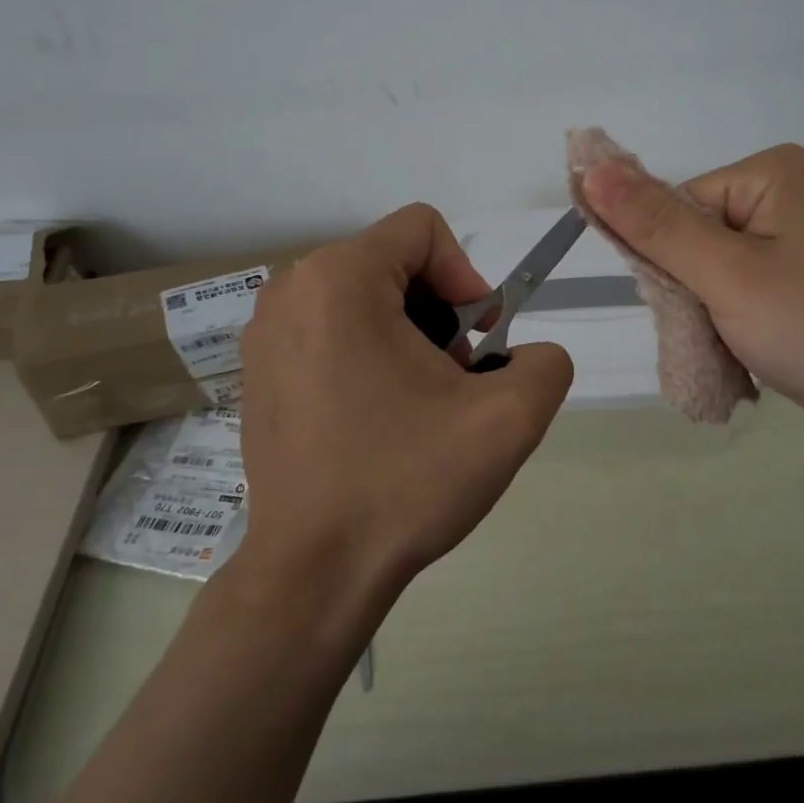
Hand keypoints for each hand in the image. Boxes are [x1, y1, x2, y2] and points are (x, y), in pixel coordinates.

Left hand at [229, 204, 573, 614]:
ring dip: (407, 337)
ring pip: (365, 298)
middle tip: (452, 382)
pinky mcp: (257, 371)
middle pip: (395, 263)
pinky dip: (368, 356)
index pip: (424, 230)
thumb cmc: (405, 482)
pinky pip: (331, 330)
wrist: (313, 573)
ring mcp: (263, 331)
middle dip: (440, 314)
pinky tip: (376, 419)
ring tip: (417, 405)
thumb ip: (546, 362)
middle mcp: (290, 289)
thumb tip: (523, 355)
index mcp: (339, 279)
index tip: (476, 343)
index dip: (467, 277)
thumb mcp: (508, 418)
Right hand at [581, 144, 803, 463]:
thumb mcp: (727, 274)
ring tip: (740, 354)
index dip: (668, 262)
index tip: (688, 307)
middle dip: (693, 295)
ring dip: (713, 320)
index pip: (676, 207)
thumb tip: (589, 166)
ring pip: (718, 277)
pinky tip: (755, 360)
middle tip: (718, 335)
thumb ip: (654, 225)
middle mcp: (790, 198)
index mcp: (771, 173)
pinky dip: (739, 331)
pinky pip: (750, 298)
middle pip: (696, 241)